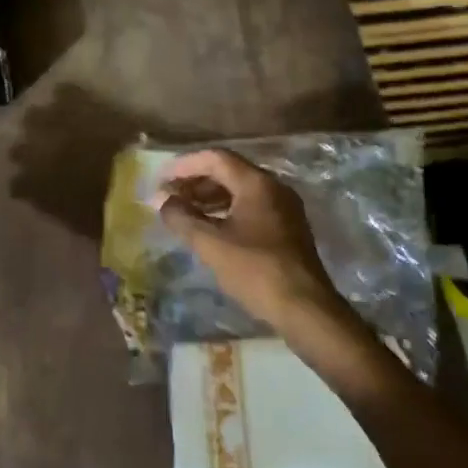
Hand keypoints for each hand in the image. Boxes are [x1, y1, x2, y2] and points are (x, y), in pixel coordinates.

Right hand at [152, 148, 347, 336]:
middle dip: (195, 182)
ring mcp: (284, 208)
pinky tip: (209, 228)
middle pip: (229, 172)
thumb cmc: (255, 270)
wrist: (305, 309)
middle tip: (169, 197)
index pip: (216, 158)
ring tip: (183, 213)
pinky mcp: (287, 229)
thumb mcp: (211, 243)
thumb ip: (182, 217)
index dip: (185, 165)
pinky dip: (226, 211)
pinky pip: (251, 207)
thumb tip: (162, 200)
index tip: (162, 179)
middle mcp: (274, 188)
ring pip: (240, 191)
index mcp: (257, 183)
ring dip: (209, 197)